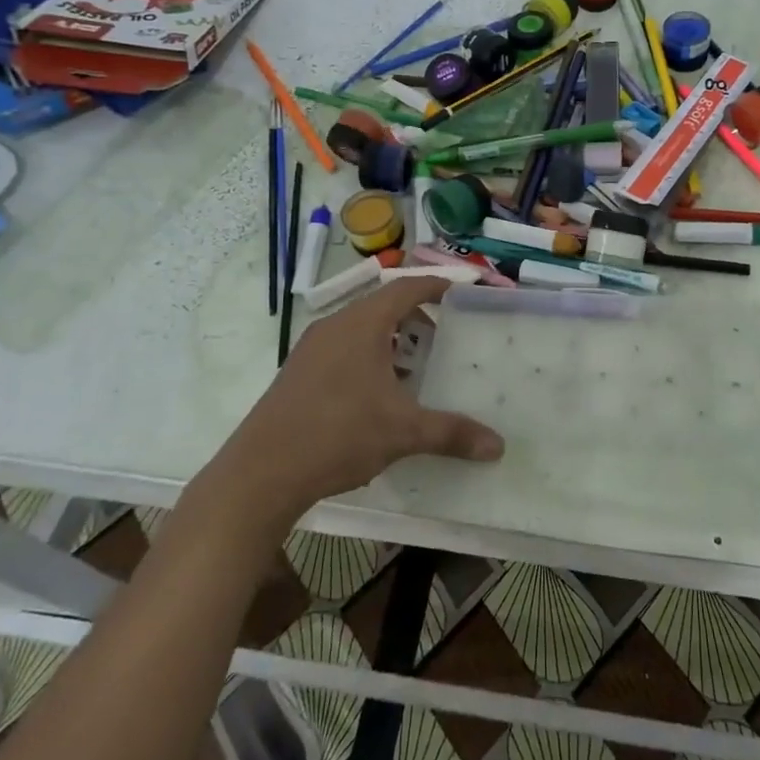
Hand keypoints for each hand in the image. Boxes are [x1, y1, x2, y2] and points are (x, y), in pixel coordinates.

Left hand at [225, 277, 503, 516]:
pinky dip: (368, 359)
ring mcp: (311, 350)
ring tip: (415, 368)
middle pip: (382, 307)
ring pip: (360, 331)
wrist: (261, 473)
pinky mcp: (297, 373)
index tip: (460, 291)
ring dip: (390, 342)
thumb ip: (453, 433)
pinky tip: (378, 395)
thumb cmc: (338, 435)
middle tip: (444, 337)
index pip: (405, 289)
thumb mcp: (403, 432)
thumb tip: (499, 446)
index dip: (435, 286)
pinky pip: (342, 351)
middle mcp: (334, 327)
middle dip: (416, 318)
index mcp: (361, 325)